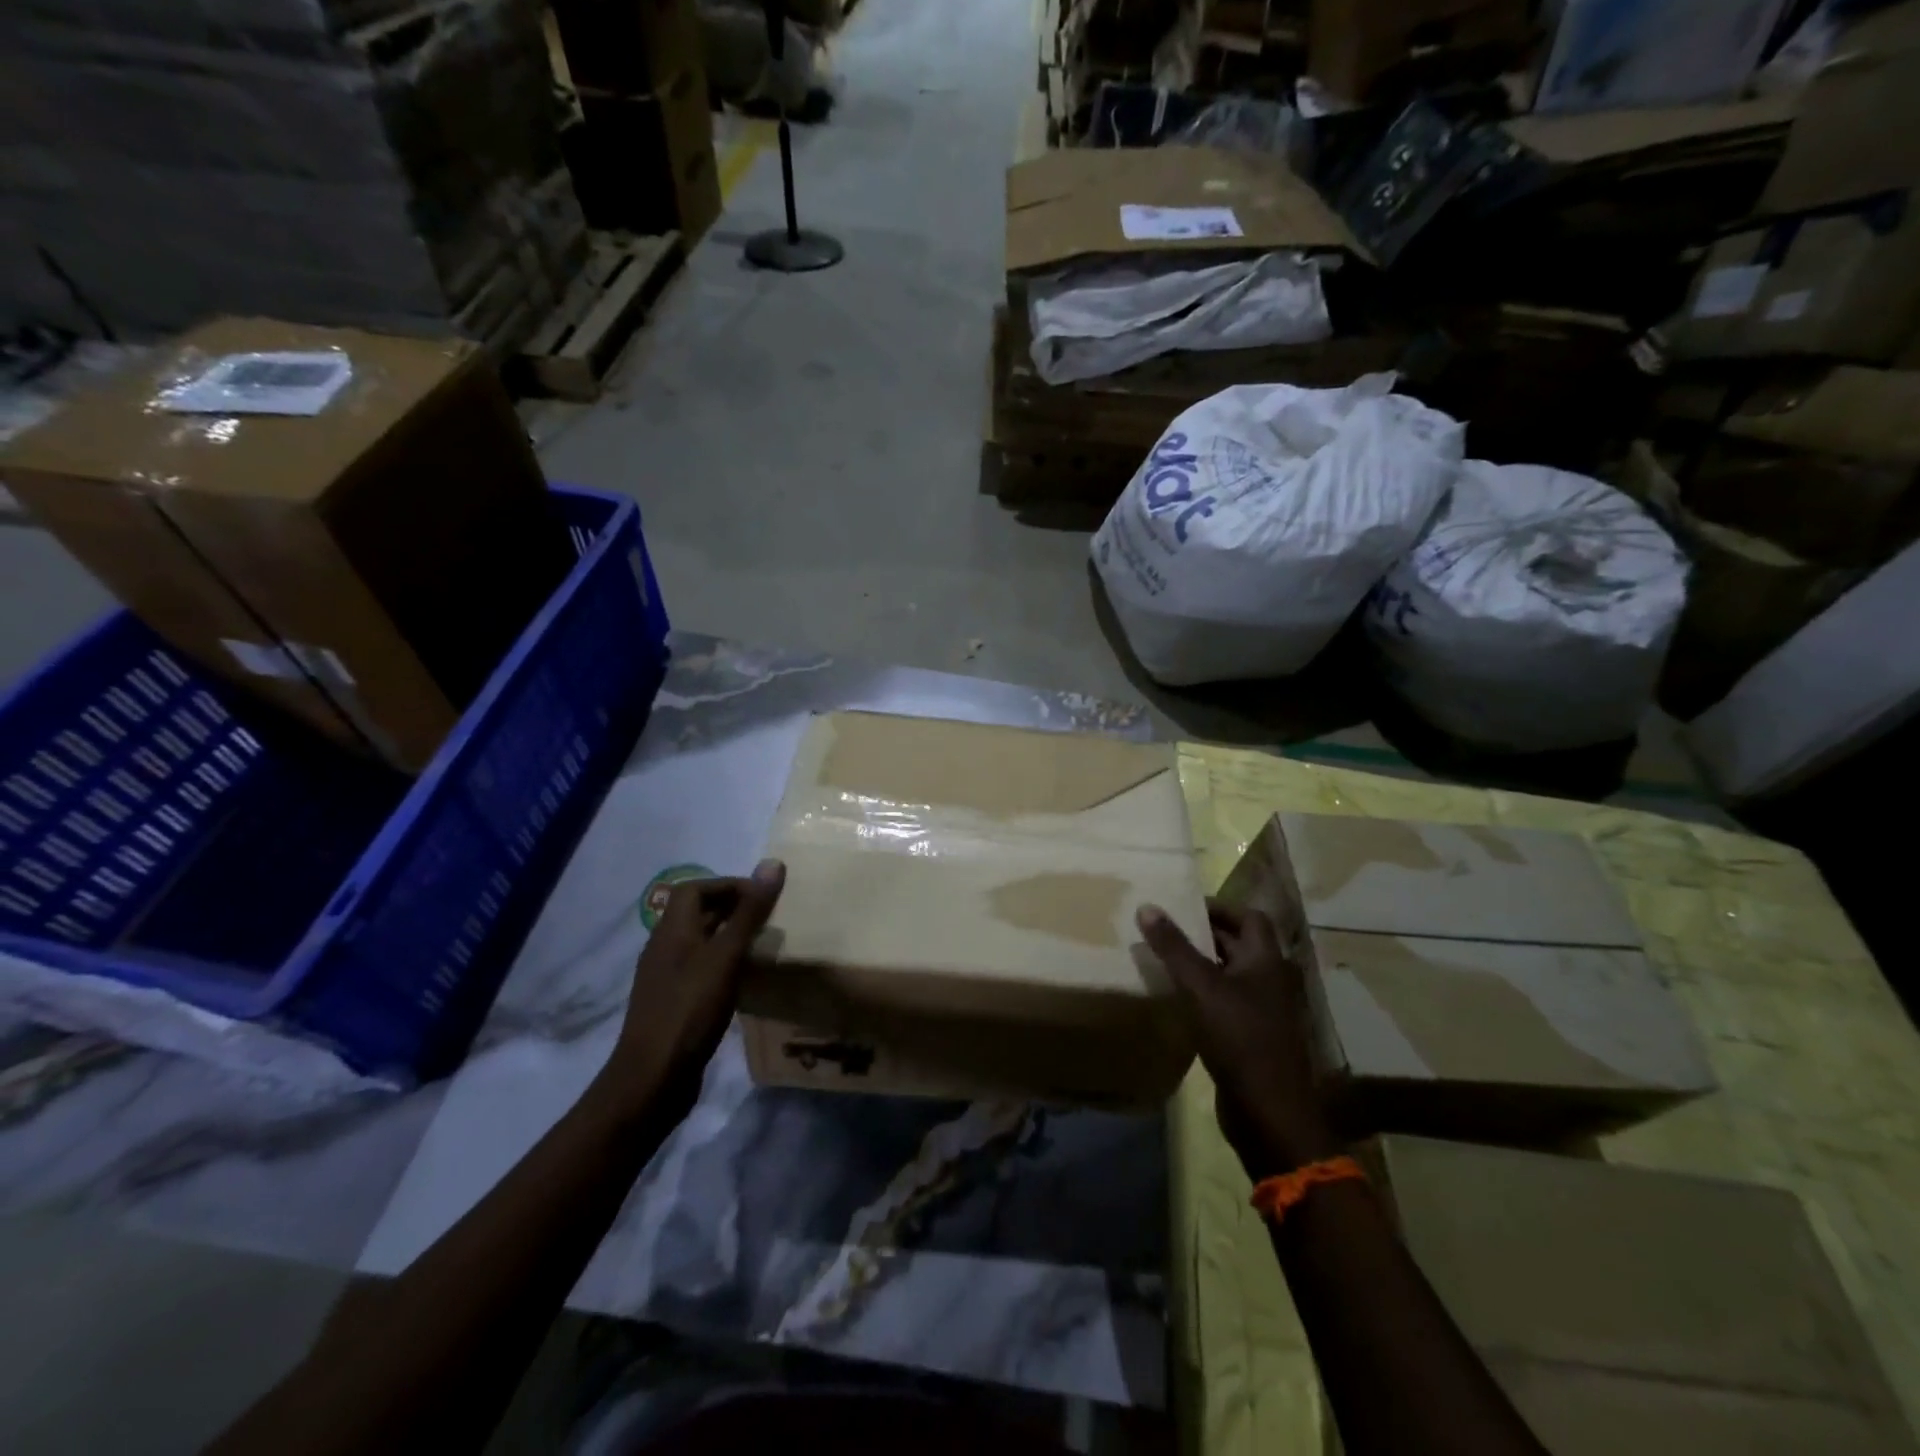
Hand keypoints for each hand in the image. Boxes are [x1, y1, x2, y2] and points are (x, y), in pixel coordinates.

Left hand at [602, 859, 785, 1115]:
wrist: (652, 1079)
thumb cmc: (690, 1010)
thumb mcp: (725, 957)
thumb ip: (749, 913)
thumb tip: (772, 864)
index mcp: (671, 930)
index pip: (695, 888)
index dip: (728, 884)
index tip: (762, 895)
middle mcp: (663, 948)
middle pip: (695, 913)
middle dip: (732, 908)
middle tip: (768, 917)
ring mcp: (665, 978)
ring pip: (699, 942)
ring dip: (728, 936)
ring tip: (762, 945)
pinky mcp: (672, 1003)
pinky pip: (699, 968)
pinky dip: (722, 964)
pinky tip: (744, 980)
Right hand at [1137, 900, 1339, 1177]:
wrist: (1269, 1112)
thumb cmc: (1239, 1038)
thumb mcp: (1201, 988)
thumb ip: (1174, 947)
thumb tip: (1147, 906)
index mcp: (1266, 961)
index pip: (1248, 917)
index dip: (1218, 908)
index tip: (1182, 907)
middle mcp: (1269, 980)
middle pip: (1239, 944)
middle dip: (1204, 934)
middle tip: (1165, 930)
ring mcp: (1263, 1010)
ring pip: (1230, 974)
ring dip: (1202, 964)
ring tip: (1164, 959)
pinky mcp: (1251, 1036)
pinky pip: (1226, 1001)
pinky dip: (1204, 993)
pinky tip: (1177, 998)